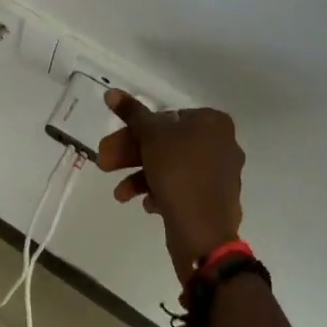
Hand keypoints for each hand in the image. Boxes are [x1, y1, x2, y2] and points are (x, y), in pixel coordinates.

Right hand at [97, 90, 244, 281]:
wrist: (204, 234)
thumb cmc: (179, 172)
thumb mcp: (150, 136)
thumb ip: (131, 113)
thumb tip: (111, 92)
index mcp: (213, 123)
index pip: (167, 117)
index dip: (136, 129)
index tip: (114, 142)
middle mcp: (222, 144)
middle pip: (167, 143)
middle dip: (132, 154)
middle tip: (104, 163)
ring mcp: (220, 175)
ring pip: (173, 167)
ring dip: (142, 176)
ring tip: (119, 194)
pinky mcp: (215, 201)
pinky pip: (184, 188)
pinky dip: (161, 192)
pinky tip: (145, 205)